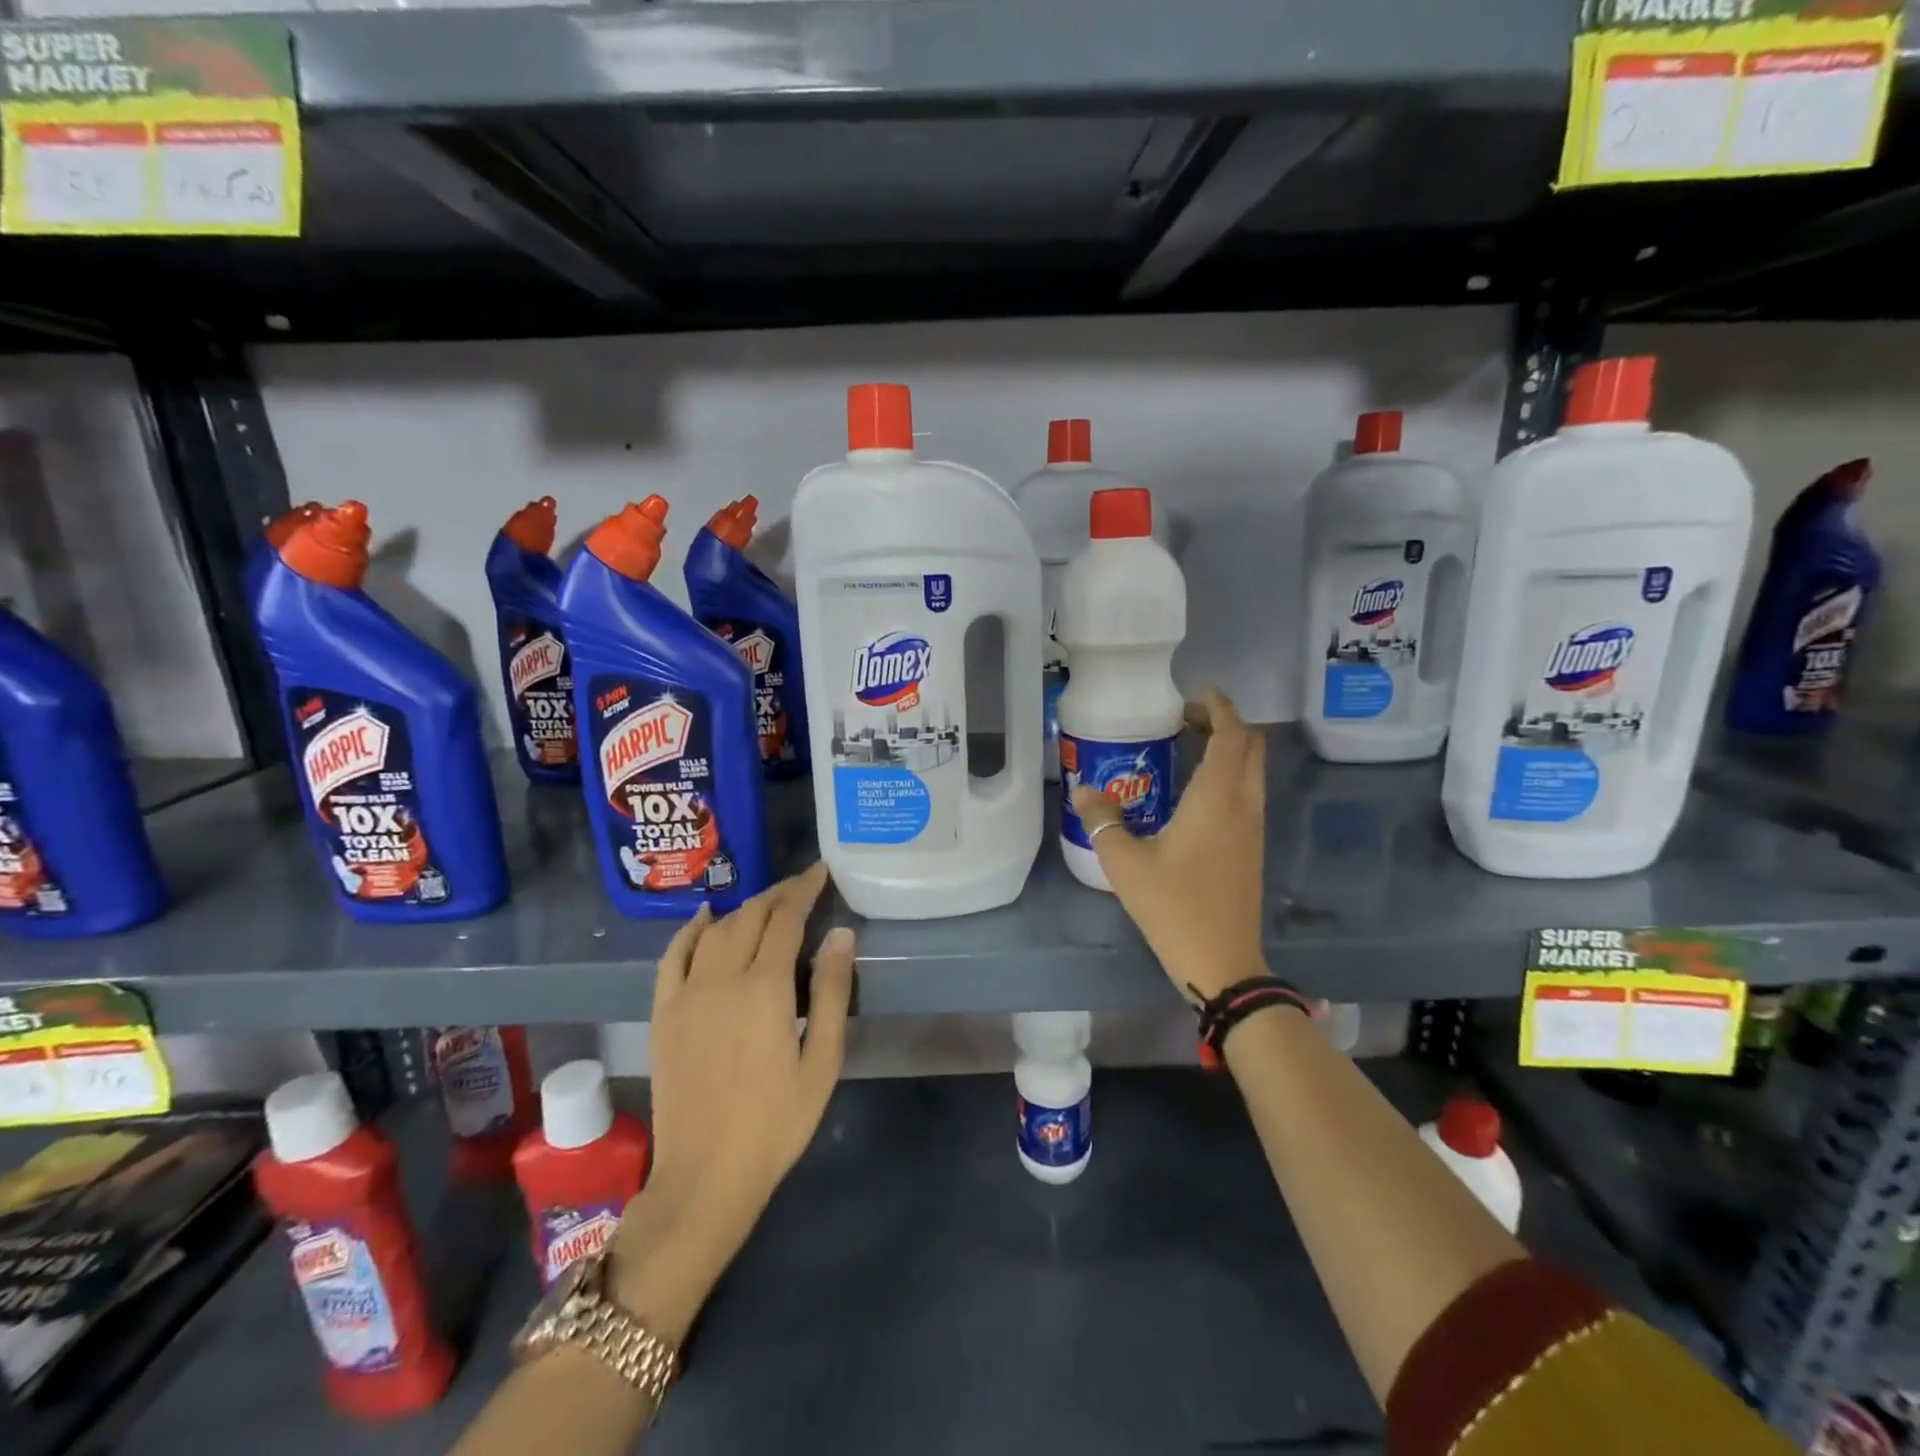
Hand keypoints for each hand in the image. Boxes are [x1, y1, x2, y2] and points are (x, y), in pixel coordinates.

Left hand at [610, 863, 854, 1339]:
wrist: (704, 1177)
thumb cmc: (776, 1123)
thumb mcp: (821, 1061)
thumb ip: (831, 992)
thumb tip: (840, 933)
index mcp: (764, 988)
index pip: (785, 918)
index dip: (804, 890)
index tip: (821, 873)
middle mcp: (721, 978)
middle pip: (750, 916)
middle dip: (778, 894)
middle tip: (802, 885)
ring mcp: (685, 994)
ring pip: (715, 930)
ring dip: (743, 908)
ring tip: (767, 904)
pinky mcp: (663, 1013)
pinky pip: (673, 956)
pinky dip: (689, 930)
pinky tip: (704, 917)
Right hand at [1069, 689, 1268, 1005]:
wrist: (1222, 961)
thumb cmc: (1174, 905)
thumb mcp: (1125, 862)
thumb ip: (1103, 820)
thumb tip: (1084, 790)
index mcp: (1218, 798)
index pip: (1232, 735)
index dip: (1220, 707)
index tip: (1197, 692)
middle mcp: (1244, 805)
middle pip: (1250, 747)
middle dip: (1224, 724)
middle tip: (1185, 720)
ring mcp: (1253, 829)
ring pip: (1252, 771)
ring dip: (1228, 750)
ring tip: (1186, 748)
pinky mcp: (1252, 849)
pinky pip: (1247, 794)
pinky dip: (1228, 776)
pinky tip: (1193, 793)